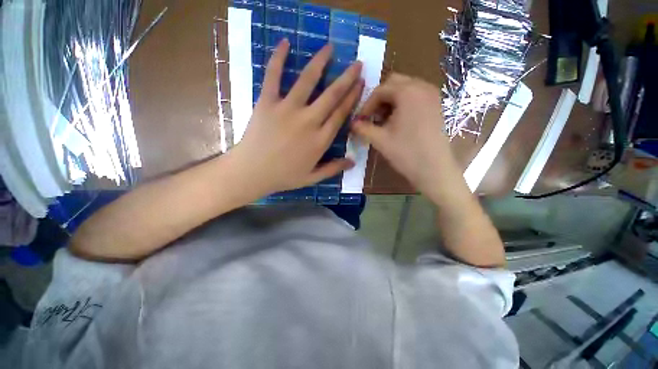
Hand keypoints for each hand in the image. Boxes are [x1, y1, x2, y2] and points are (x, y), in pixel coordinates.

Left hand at [231, 39, 363, 195]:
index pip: (341, 114)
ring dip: (320, 62)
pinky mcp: (267, 102)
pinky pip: (273, 76)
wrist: (252, 172)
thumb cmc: (284, 176)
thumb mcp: (312, 177)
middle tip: (357, 64)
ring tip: (330, 48)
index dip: (352, 98)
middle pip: (331, 96)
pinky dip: (278, 58)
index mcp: (320, 140)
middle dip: (347, 78)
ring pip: (308, 81)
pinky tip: (285, 43)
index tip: (361, 84)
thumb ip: (333, 168)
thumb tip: (353, 162)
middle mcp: (308, 121)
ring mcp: (287, 110)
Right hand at [351, 74, 457, 195]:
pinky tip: (398, 121)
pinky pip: (415, 95)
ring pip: (405, 88)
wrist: (434, 169)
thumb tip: (352, 123)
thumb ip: (362, 128)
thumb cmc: (406, 153)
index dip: (367, 105)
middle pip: (394, 83)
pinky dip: (403, 103)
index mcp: (408, 92)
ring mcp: (432, 95)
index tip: (361, 120)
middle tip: (373, 117)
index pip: (380, 90)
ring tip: (384, 120)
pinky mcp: (436, 105)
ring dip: (391, 101)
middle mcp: (422, 87)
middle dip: (379, 99)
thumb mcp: (380, 140)